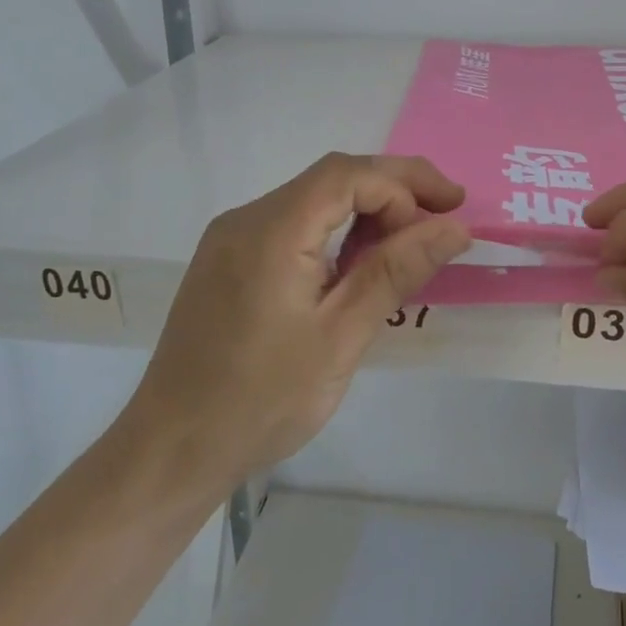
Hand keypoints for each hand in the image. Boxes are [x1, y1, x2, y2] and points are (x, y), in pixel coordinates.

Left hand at [116, 153, 470, 491]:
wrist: (172, 449)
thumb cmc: (261, 401)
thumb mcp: (340, 337)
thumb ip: (395, 272)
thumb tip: (453, 228)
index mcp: (271, 231)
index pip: (348, 175)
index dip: (406, 185)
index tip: (451, 216)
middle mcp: (246, 219)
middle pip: (331, 178)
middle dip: (394, 188)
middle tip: (447, 213)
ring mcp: (232, 239)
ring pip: (313, 199)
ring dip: (367, 210)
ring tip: (413, 242)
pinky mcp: (229, 261)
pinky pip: (292, 224)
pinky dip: (336, 231)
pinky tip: (361, 262)